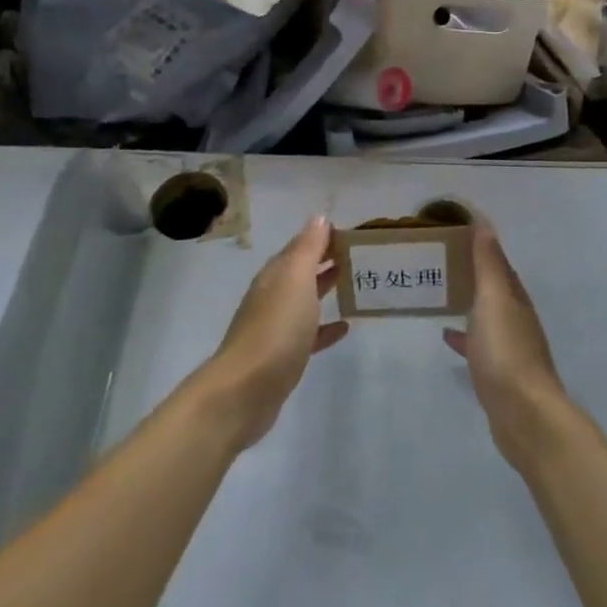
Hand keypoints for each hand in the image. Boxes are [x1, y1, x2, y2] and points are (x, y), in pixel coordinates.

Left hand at [202, 217, 347, 449]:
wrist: (246, 389)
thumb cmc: (276, 327)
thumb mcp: (296, 279)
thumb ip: (308, 248)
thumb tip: (319, 218)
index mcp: (276, 274)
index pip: (301, 245)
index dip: (324, 236)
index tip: (353, 233)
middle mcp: (273, 295)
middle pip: (302, 271)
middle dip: (326, 260)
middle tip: (360, 256)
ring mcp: (276, 327)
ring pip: (305, 300)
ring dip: (325, 289)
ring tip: (354, 284)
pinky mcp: (283, 356)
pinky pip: (308, 334)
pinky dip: (325, 328)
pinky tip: (344, 328)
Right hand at [443, 224, 572, 472]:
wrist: (524, 415)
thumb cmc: (506, 351)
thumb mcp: (494, 299)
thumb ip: (489, 263)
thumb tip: (484, 222)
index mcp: (515, 296)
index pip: (497, 259)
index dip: (478, 242)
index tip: (450, 228)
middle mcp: (515, 317)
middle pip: (491, 285)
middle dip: (470, 270)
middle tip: (436, 258)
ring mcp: (508, 346)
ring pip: (484, 313)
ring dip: (466, 300)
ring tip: (438, 291)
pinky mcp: (497, 372)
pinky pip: (477, 343)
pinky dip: (463, 334)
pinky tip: (446, 335)